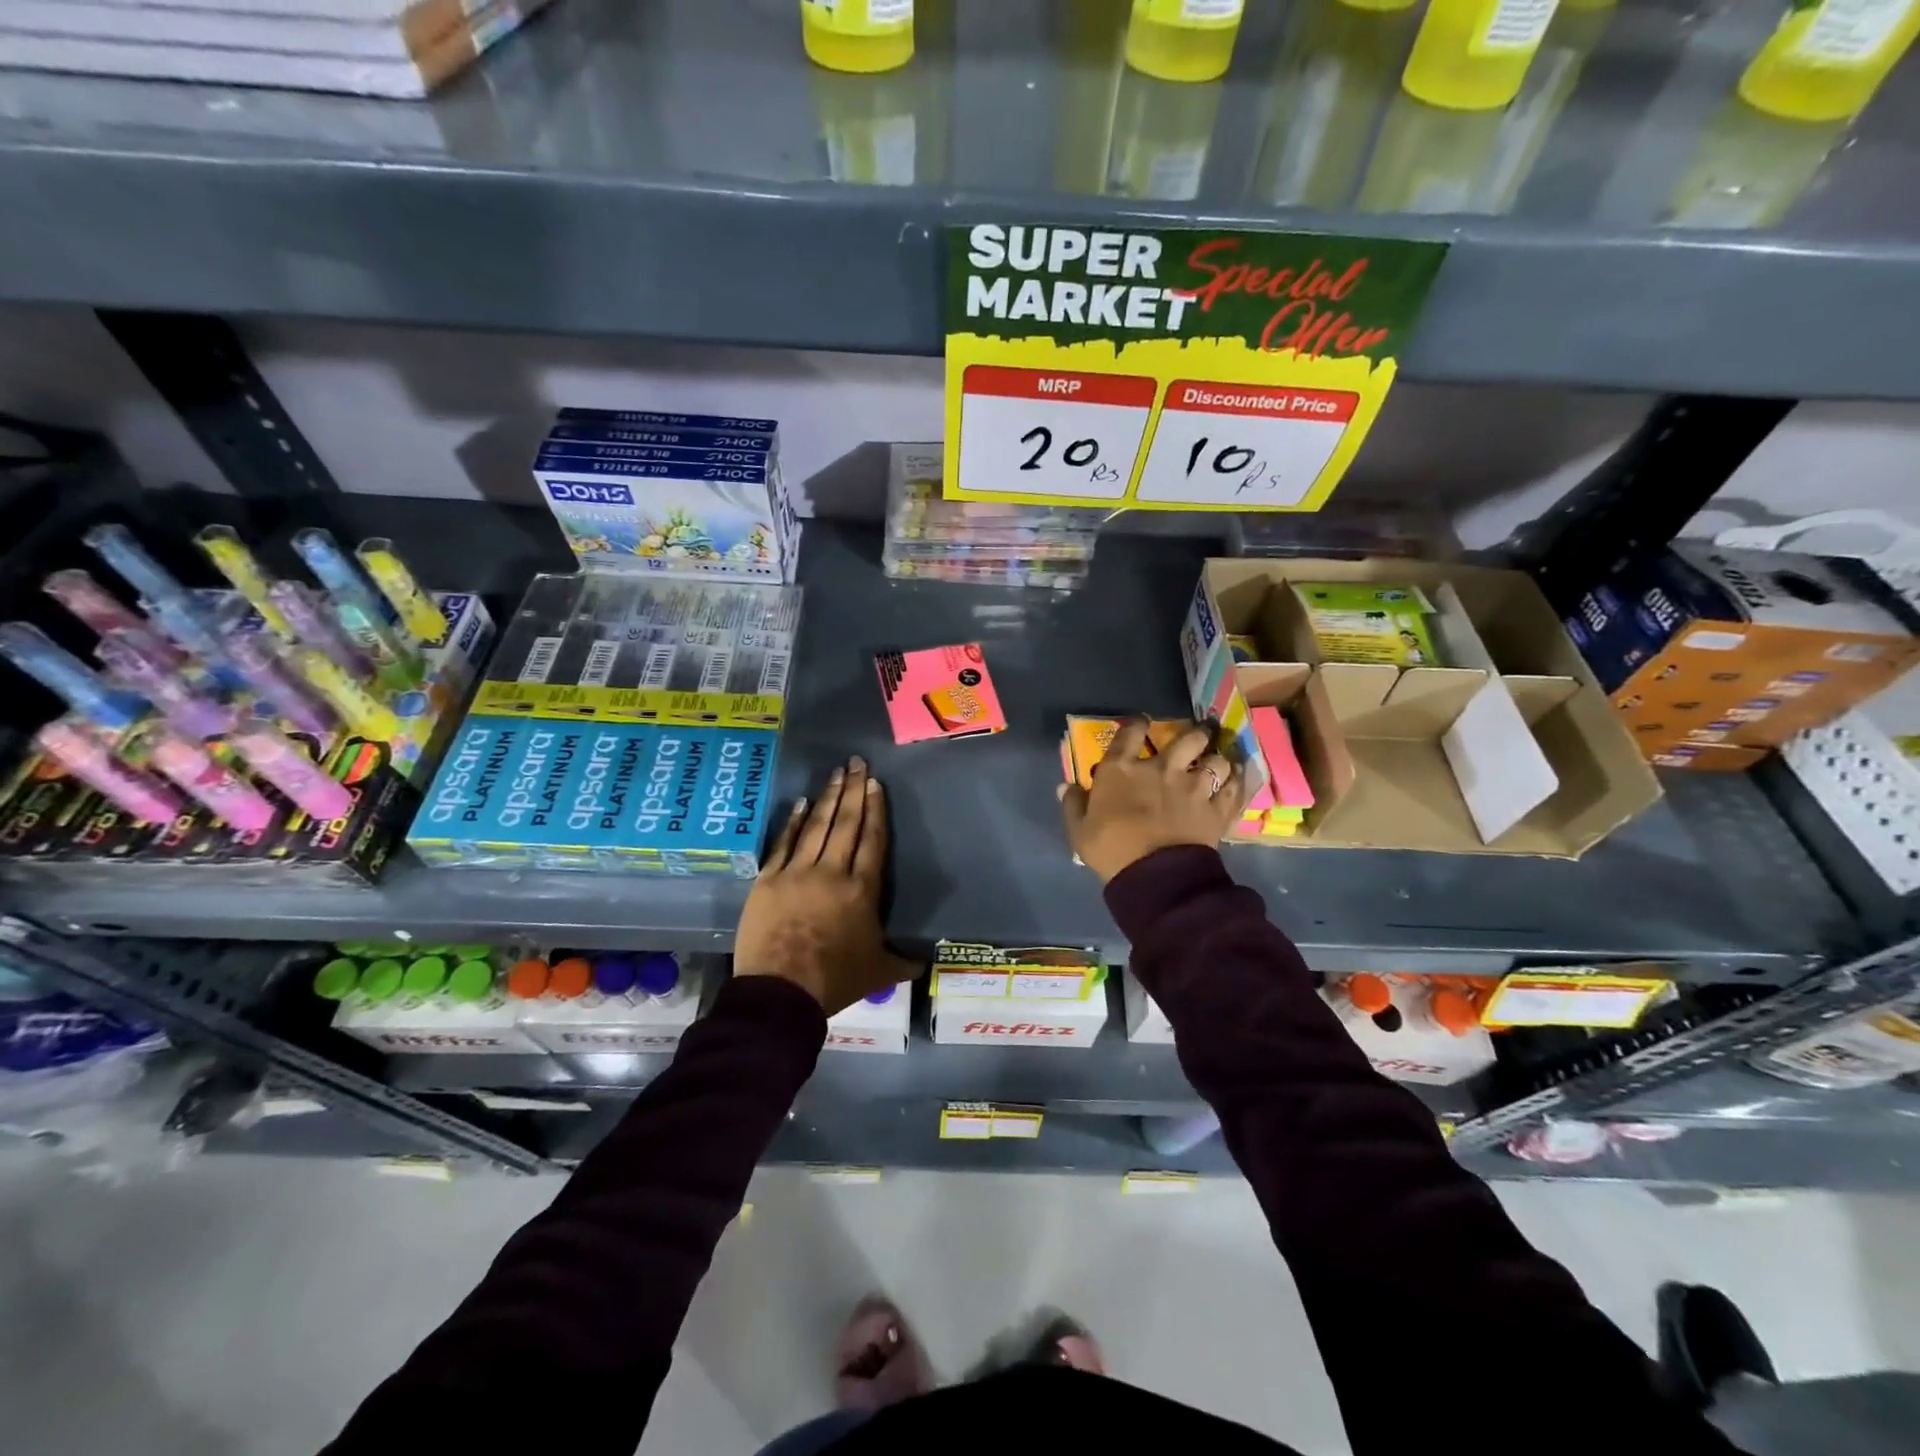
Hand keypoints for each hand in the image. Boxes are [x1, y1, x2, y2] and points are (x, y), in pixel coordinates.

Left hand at [735, 755, 915, 1014]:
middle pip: (847, 824)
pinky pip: (783, 843)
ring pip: (816, 826)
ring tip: (836, 773)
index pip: (872, 840)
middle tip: (857, 762)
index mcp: (862, 890)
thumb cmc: (835, 980)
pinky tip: (800, 802)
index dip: (875, 809)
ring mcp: (797, 873)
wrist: (781, 993)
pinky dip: (792, 822)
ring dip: (828, 797)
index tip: (874, 784)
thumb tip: (926, 962)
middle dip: (854, 791)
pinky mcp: (768, 880)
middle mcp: (832, 872)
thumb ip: (903, 961)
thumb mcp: (878, 972)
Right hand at [1059, 718, 1245, 882]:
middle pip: (1187, 738)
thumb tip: (1066, 786)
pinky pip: (1234, 788)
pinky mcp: (1216, 809)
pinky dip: (1238, 781)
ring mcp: (1193, 787)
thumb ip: (1073, 805)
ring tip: (1219, 762)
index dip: (1137, 723)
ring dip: (1218, 759)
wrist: (1154, 875)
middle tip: (1198, 735)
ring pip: (1216, 760)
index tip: (1142, 721)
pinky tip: (1238, 778)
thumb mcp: (1080, 831)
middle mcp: (1161, 769)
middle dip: (1195, 734)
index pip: (1130, 733)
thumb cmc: (1111, 849)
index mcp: (1122, 770)